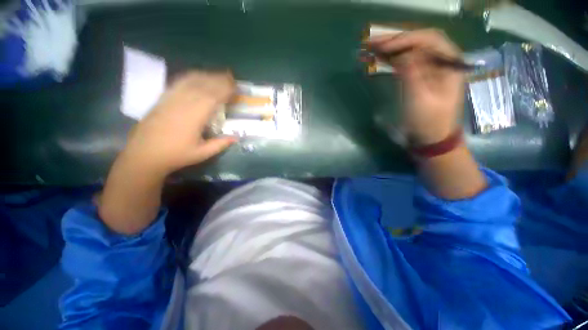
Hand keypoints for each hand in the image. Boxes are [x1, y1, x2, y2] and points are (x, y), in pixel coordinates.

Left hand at [121, 70, 236, 176]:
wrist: (144, 155)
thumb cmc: (175, 155)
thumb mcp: (202, 153)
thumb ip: (220, 144)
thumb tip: (236, 138)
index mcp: (194, 117)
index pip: (213, 97)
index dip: (225, 90)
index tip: (235, 87)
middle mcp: (183, 103)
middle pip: (203, 85)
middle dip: (218, 79)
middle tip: (230, 77)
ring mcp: (171, 98)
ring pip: (190, 81)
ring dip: (206, 75)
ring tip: (217, 74)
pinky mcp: (163, 98)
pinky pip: (178, 82)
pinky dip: (190, 77)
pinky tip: (197, 76)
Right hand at [369, 29, 464, 145]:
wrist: (431, 138)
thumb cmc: (429, 122)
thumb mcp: (420, 99)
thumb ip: (412, 74)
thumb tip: (400, 55)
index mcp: (450, 63)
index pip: (429, 39)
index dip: (405, 39)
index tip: (384, 46)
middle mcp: (442, 61)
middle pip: (418, 42)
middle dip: (395, 40)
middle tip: (372, 42)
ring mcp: (430, 69)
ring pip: (410, 52)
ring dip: (391, 49)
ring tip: (371, 48)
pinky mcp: (419, 78)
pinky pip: (406, 63)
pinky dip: (392, 60)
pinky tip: (380, 59)